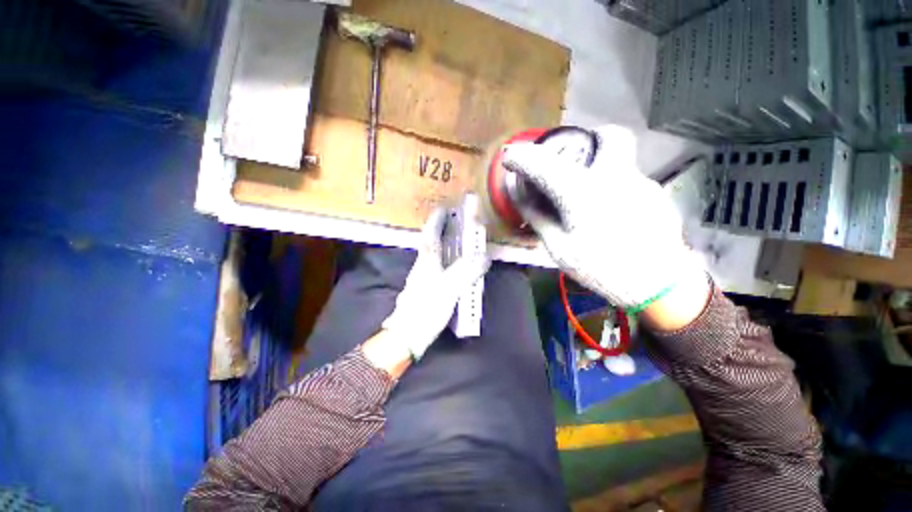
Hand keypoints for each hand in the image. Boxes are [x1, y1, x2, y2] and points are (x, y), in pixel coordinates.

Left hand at [380, 208, 489, 359]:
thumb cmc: (426, 310)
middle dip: (438, 230)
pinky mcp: (423, 290)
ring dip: (440, 244)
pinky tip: (449, 266)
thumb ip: (466, 271)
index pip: (430, 235)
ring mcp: (421, 278)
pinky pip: (434, 268)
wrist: (407, 335)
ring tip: (453, 240)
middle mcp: (422, 267)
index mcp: (427, 262)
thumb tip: (483, 257)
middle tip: (451, 223)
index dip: (436, 221)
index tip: (443, 209)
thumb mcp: (449, 289)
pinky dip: (442, 261)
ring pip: (431, 255)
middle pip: (429, 243)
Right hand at [502, 125, 706, 314]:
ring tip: (589, 198)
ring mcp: (642, 183)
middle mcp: (615, 176)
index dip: (521, 157)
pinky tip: (611, 215)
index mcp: (582, 192)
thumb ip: (537, 216)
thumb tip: (518, 194)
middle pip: (608, 135)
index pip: (544, 164)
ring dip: (601, 169)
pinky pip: (630, 181)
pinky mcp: (656, 196)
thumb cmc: (599, 269)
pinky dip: (614, 189)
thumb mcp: (558, 247)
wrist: (657, 288)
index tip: (510, 157)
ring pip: (621, 160)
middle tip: (573, 157)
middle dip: (588, 139)